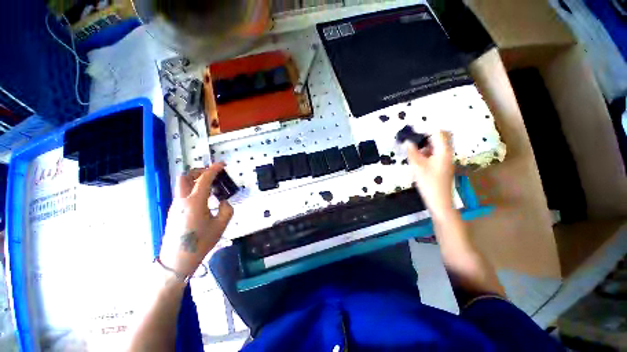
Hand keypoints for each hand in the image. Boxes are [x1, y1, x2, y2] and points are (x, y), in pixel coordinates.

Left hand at [159, 163, 233, 276]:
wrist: (177, 260)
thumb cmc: (201, 242)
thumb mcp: (221, 225)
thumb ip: (226, 209)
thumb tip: (223, 202)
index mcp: (195, 202)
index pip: (204, 179)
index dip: (214, 169)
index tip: (222, 164)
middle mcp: (182, 200)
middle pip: (186, 177)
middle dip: (199, 171)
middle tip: (213, 174)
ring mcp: (175, 206)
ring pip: (182, 185)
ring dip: (195, 180)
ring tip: (210, 186)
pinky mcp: (173, 212)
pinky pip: (182, 194)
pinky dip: (192, 189)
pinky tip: (203, 199)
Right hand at [406, 131, 454, 218]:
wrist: (439, 201)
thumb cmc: (429, 183)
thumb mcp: (417, 166)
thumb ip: (412, 152)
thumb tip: (407, 141)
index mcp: (443, 151)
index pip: (438, 133)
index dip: (425, 129)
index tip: (413, 132)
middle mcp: (447, 153)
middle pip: (442, 137)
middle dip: (428, 135)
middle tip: (414, 139)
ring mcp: (446, 160)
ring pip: (439, 146)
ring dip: (427, 144)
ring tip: (415, 149)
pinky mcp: (443, 166)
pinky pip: (437, 153)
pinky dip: (428, 152)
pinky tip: (419, 159)